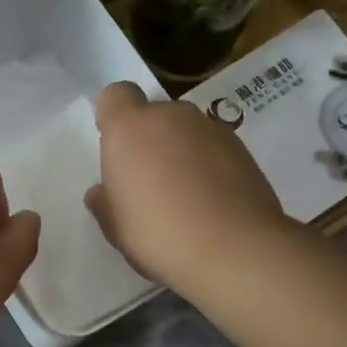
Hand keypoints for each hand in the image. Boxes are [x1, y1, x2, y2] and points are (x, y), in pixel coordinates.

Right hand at [84, 81, 286, 288]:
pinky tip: (212, 203)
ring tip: (185, 197)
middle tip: (149, 183)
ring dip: (181, 153)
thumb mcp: (116, 228)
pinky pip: (214, 149)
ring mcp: (211, 129)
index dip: (114, 117)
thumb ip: (105, 202)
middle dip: (150, 140)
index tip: (117, 149)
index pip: (116, 96)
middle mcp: (171, 117)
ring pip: (186, 132)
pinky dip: (210, 166)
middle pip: (154, 115)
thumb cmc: (159, 236)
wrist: (234, 250)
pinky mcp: (243, 148)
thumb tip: (103, 192)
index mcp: (130, 129)